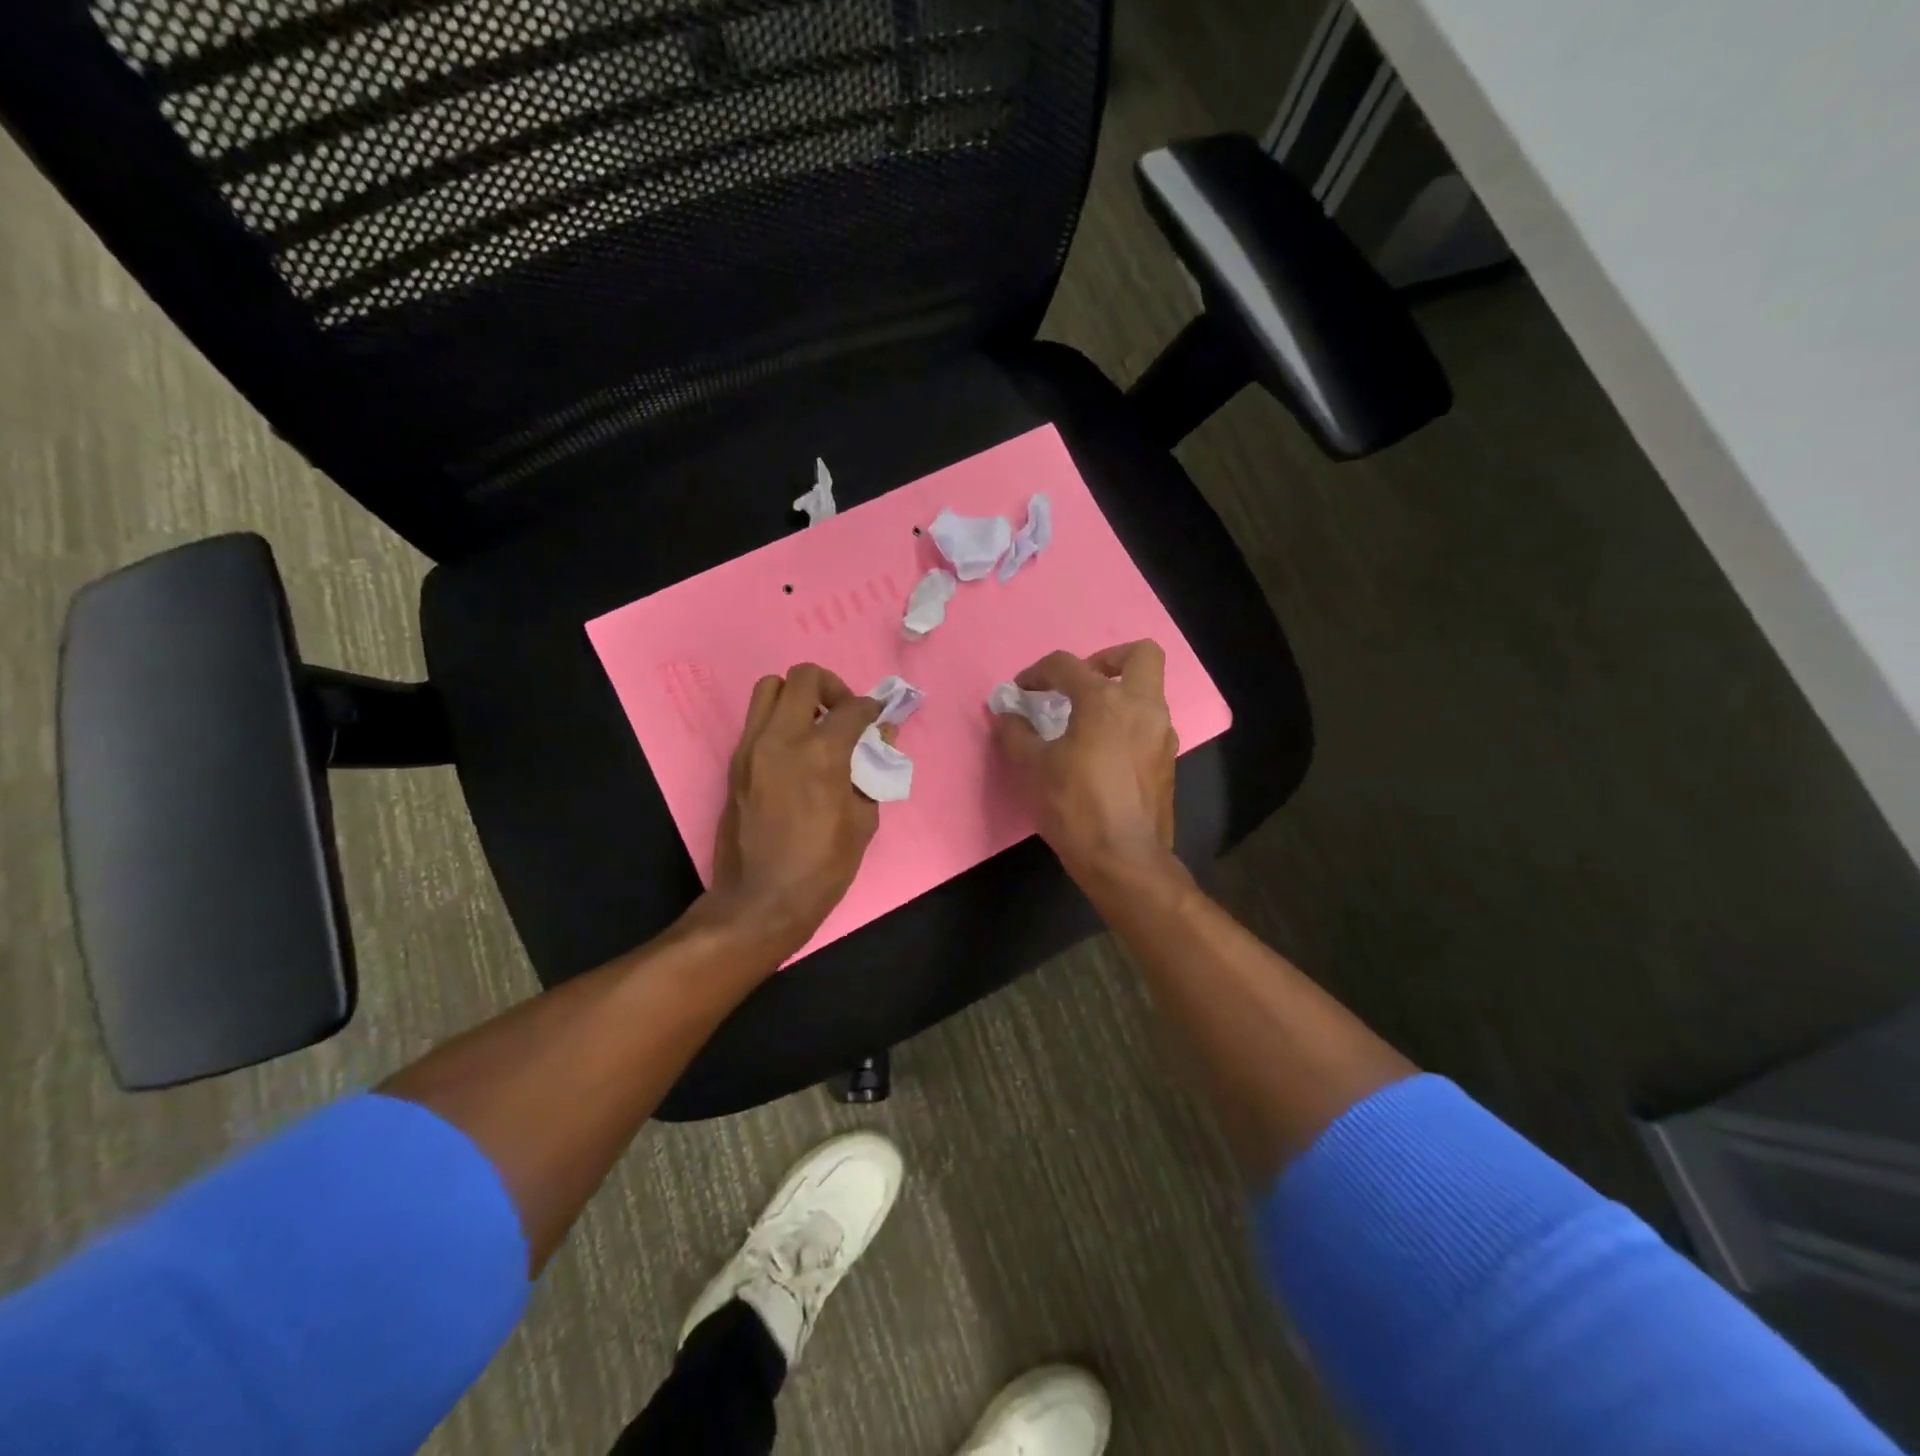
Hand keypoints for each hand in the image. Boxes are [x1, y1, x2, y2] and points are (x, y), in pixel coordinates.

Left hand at [700, 664, 884, 959]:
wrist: (760, 900)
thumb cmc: (822, 867)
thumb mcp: (863, 822)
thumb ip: (872, 772)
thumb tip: (881, 741)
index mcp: (821, 753)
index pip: (852, 707)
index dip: (872, 708)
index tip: (878, 718)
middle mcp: (781, 738)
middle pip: (803, 677)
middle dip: (831, 686)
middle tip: (842, 713)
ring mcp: (751, 748)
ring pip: (769, 689)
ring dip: (797, 697)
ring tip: (814, 727)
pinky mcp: (735, 763)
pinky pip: (757, 721)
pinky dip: (779, 722)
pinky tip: (796, 754)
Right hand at [991, 641, 1178, 888]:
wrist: (1124, 859)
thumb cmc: (1075, 807)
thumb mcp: (1033, 769)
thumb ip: (1016, 734)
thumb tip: (1007, 715)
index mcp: (1105, 701)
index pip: (1067, 665)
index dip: (1038, 672)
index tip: (1021, 690)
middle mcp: (1142, 708)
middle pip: (1141, 655)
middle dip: (1109, 658)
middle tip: (1082, 681)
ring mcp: (1162, 734)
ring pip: (1150, 691)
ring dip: (1120, 693)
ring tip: (1087, 720)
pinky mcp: (1168, 761)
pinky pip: (1150, 724)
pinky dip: (1128, 723)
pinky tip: (1104, 751)